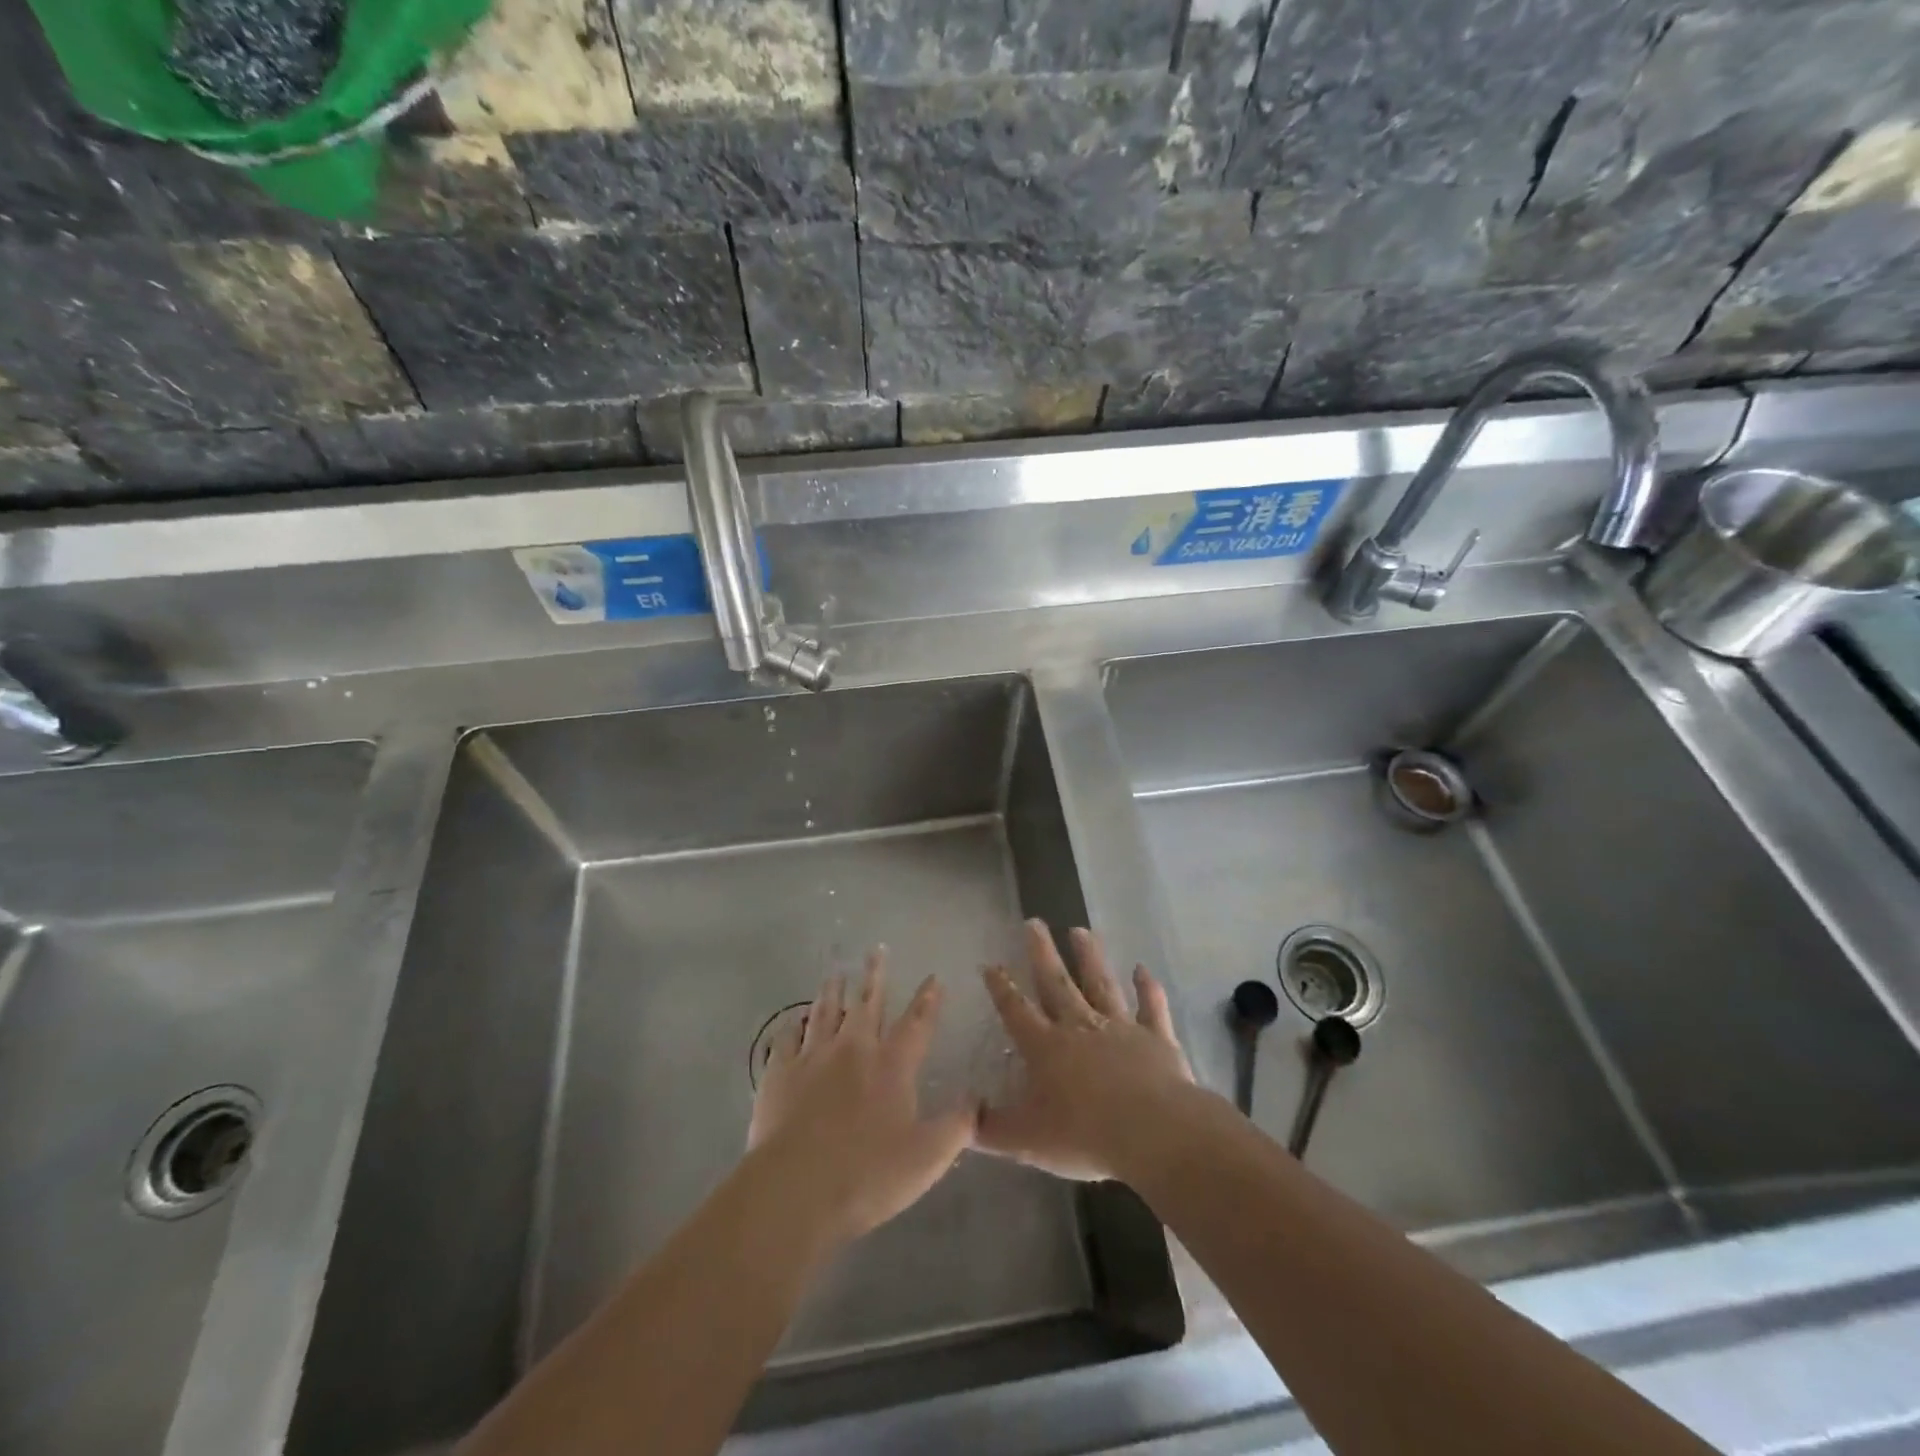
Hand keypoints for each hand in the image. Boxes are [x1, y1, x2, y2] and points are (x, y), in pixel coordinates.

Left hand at [748, 948, 976, 1246]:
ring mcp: (813, 1057)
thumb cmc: (867, 1175)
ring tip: (836, 971)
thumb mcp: (927, 1159)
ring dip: (833, 990)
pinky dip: (792, 1027)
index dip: (928, 1000)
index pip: (917, 1023)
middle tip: (877, 949)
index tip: (933, 977)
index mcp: (892, 1065)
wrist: (795, 1189)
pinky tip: (793, 1022)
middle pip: (868, 1003)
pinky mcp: (779, 1073)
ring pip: (825, 1011)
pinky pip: (786, 1039)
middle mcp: (854, 1049)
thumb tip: (977, 1101)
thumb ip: (957, 1127)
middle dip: (876, 975)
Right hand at [978, 920, 1194, 1181]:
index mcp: (1046, 1047)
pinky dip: (1147, 988)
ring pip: (1101, 984)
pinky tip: (1143, 969)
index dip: (1001, 988)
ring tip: (1080, 930)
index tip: (991, 964)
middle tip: (1035, 922)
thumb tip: (962, 1117)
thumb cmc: (1084, 1135)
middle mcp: (1079, 1027)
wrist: (1153, 1132)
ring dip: (1090, 957)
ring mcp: (1119, 1028)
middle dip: (1042, 953)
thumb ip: (991, 1130)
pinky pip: (1151, 1007)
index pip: (1016, 1010)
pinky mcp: (1155, 1037)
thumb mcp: (1026, 1141)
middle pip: (1056, 983)